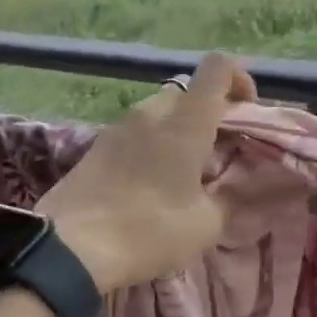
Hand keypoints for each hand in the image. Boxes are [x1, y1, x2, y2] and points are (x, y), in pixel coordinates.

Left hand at [37, 54, 256, 290]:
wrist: (69, 249)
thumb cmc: (149, 230)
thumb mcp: (206, 225)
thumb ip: (228, 198)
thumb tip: (233, 187)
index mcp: (186, 122)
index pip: (218, 68)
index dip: (240, 78)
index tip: (247, 111)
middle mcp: (152, 112)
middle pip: (188, 92)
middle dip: (208, 114)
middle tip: (217, 153)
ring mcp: (119, 126)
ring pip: (160, 112)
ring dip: (178, 131)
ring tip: (183, 174)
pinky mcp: (96, 146)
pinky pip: (136, 132)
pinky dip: (152, 145)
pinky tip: (151, 185)